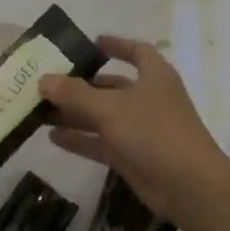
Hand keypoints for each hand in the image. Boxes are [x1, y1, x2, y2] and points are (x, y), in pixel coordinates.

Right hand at [38, 36, 229, 226]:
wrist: (188, 187)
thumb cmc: (153, 132)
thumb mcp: (110, 108)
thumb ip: (74, 94)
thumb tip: (43, 80)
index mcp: (154, 76)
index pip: (137, 51)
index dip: (116, 45)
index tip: (90, 44)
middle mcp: (148, 98)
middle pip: (111, 85)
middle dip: (81, 84)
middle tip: (48, 82)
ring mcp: (141, 129)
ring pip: (102, 115)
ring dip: (75, 113)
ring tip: (41, 110)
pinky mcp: (133, 155)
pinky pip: (101, 142)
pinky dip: (80, 139)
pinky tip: (52, 137)